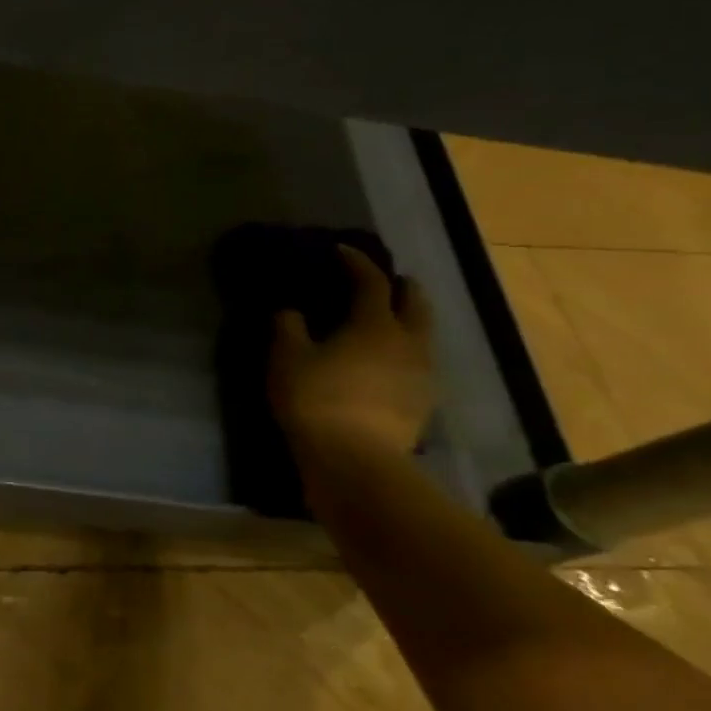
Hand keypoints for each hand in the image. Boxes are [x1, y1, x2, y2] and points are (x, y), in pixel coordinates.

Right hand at [268, 245, 434, 457]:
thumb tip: (291, 312)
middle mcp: (408, 342)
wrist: (355, 460)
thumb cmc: (316, 398)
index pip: (371, 282)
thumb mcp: (287, 358)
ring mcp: (422, 374)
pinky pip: (417, 365)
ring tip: (385, 323)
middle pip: (415, 304)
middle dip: (401, 288)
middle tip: (386, 282)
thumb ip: (288, 327)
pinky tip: (385, 364)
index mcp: (374, 324)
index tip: (341, 251)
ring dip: (407, 322)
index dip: (356, 262)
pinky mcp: (422, 403)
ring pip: (422, 336)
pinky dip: (403, 354)